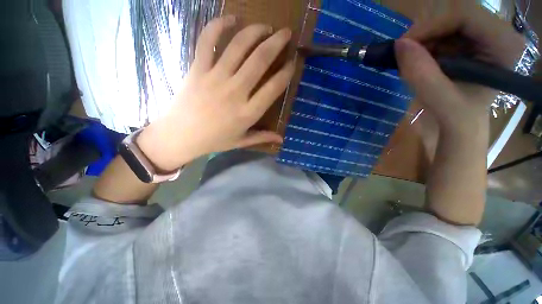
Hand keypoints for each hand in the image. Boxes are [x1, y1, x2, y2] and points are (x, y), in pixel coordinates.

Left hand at [137, 16, 294, 170]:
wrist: (180, 135)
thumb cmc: (214, 140)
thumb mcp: (241, 141)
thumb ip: (262, 137)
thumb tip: (281, 139)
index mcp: (248, 112)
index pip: (273, 88)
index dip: (286, 73)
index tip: (292, 63)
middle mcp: (235, 92)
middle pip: (260, 60)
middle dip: (276, 43)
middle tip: (286, 33)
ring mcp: (215, 77)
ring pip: (238, 46)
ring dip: (255, 31)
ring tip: (265, 27)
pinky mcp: (198, 69)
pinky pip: (208, 41)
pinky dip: (219, 25)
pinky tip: (231, 18)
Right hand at [395, 1, 524, 134]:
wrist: (459, 127)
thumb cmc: (459, 120)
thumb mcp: (442, 102)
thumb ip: (422, 74)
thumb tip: (399, 45)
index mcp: (504, 46)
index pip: (466, 15)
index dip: (432, 26)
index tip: (403, 45)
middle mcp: (496, 35)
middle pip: (454, 16)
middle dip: (426, 34)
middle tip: (404, 55)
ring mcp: (482, 38)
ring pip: (445, 24)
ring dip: (423, 42)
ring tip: (411, 63)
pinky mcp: (468, 44)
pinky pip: (441, 34)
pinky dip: (424, 46)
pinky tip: (418, 62)